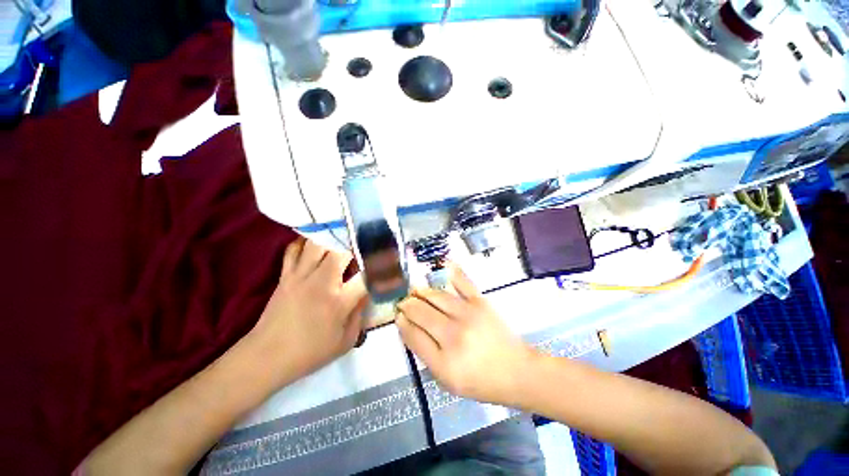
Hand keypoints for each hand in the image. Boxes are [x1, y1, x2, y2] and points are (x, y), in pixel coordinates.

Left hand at [249, 238, 367, 383]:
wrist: (266, 357)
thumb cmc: (310, 352)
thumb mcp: (346, 340)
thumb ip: (361, 312)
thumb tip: (368, 290)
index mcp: (339, 300)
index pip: (367, 273)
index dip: (381, 264)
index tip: (390, 259)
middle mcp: (321, 281)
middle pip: (342, 249)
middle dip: (357, 244)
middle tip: (364, 245)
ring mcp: (300, 275)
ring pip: (318, 243)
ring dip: (333, 239)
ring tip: (343, 238)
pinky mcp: (285, 274)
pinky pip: (295, 248)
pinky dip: (307, 242)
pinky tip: (317, 243)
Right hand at [396, 265, 535, 405]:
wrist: (516, 372)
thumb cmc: (480, 381)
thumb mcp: (447, 380)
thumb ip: (426, 355)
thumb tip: (409, 328)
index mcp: (443, 362)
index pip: (413, 334)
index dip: (402, 322)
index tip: (398, 315)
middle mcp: (453, 335)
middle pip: (421, 313)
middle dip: (408, 305)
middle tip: (404, 302)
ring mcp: (468, 315)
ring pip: (436, 297)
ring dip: (422, 292)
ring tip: (415, 291)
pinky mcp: (481, 303)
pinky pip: (464, 283)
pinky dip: (453, 273)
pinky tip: (444, 265)